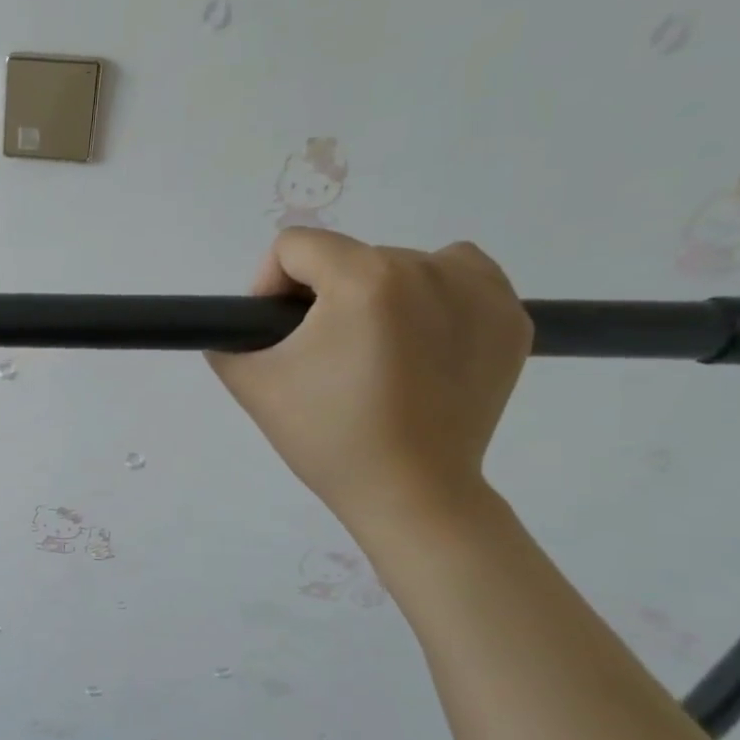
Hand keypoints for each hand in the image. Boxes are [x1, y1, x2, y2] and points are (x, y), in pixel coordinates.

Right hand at [207, 228, 531, 537]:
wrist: (411, 493)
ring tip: (375, 352)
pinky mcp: (511, 318)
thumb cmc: (328, 439)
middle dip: (325, 297)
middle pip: (349, 257)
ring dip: (378, 295)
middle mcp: (428, 268)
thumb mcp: (252, 385)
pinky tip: (421, 346)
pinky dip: (434, 299)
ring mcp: (481, 291)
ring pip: (404, 264)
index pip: (296, 245)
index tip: (276, 331)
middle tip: (324, 358)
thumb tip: (244, 322)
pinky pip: (459, 279)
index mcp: (363, 280)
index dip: (270, 285)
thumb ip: (228, 337)